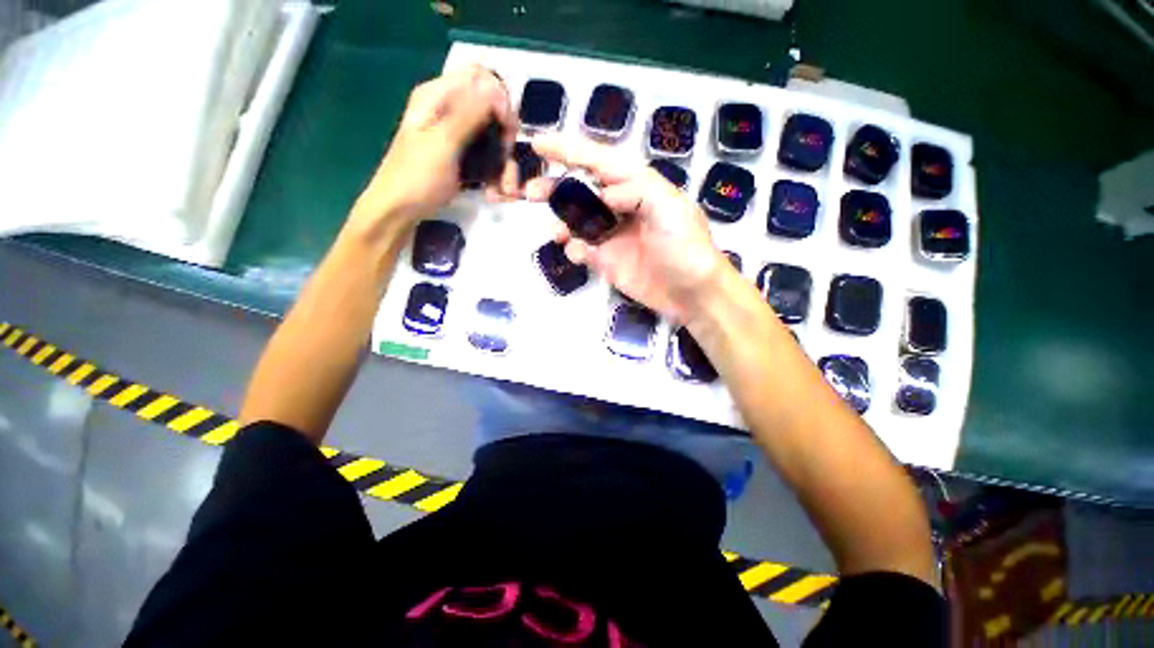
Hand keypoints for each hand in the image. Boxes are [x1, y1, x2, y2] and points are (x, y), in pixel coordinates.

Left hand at [349, 65, 517, 235]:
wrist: (400, 210)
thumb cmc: (416, 176)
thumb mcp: (443, 142)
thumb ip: (469, 113)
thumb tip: (497, 90)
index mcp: (438, 96)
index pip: (480, 78)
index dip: (500, 99)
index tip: (507, 129)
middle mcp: (450, 110)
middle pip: (492, 110)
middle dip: (506, 138)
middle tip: (507, 163)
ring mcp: (457, 135)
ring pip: (494, 138)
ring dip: (504, 163)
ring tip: (506, 190)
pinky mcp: (462, 157)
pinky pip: (489, 157)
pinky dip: (496, 174)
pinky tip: (496, 192)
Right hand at [527, 133, 732, 322]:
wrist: (692, 294)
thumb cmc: (687, 248)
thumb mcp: (670, 209)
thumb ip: (637, 191)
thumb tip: (603, 193)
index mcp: (638, 186)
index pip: (600, 162)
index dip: (570, 151)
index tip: (539, 144)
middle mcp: (621, 207)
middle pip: (582, 190)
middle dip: (556, 187)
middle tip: (530, 192)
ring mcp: (612, 235)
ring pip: (577, 221)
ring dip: (562, 222)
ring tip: (557, 232)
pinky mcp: (607, 260)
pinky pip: (583, 250)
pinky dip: (575, 249)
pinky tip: (579, 254)